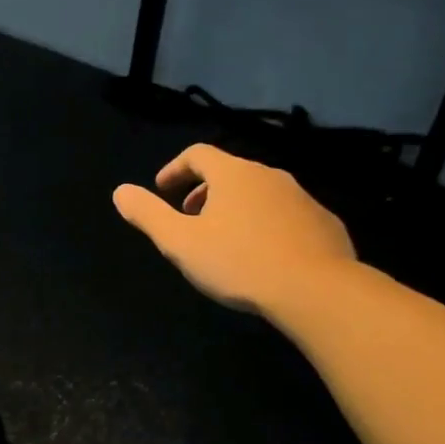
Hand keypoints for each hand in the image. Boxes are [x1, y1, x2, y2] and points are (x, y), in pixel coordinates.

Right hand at [113, 144, 355, 313]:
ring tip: (224, 239)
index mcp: (232, 174)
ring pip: (259, 192)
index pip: (198, 154)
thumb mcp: (180, 242)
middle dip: (204, 190)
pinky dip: (266, 224)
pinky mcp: (324, 222)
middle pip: (229, 172)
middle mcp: (269, 175)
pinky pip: (287, 214)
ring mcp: (301, 197)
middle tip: (189, 217)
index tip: (162, 190)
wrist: (316, 289)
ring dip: (236, 207)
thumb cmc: (238, 262)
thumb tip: (120, 192)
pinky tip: (263, 254)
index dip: (175, 169)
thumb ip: (148, 215)